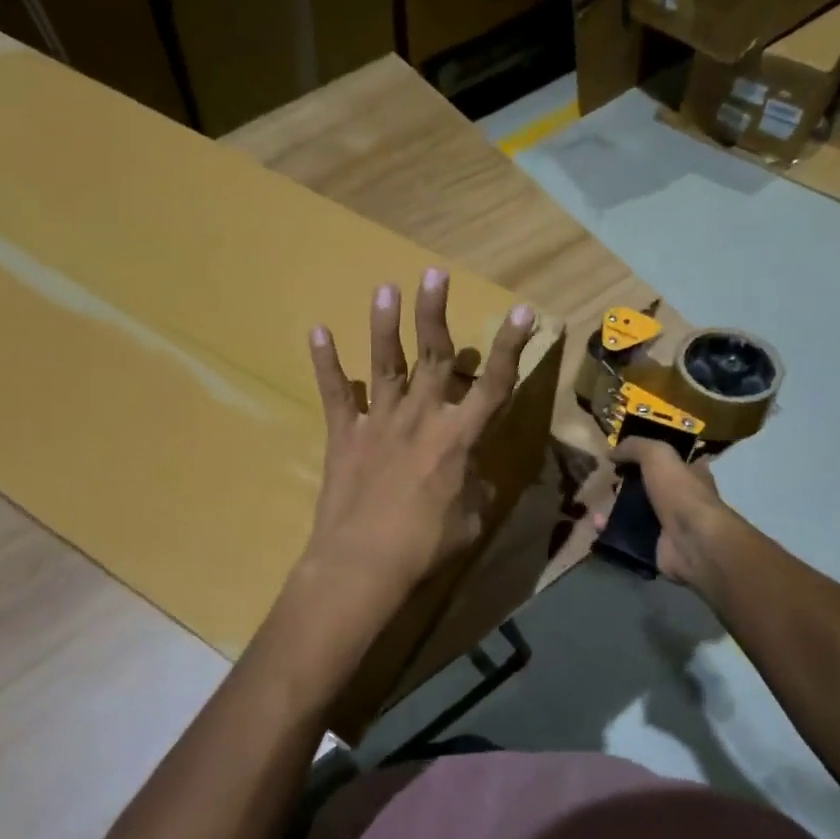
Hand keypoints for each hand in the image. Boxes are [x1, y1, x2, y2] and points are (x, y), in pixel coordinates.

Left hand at [301, 268, 535, 611]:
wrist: (363, 564)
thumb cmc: (426, 547)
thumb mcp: (471, 522)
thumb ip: (478, 490)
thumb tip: (480, 477)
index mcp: (460, 437)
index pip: (494, 384)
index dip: (510, 347)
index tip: (522, 313)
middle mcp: (422, 417)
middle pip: (435, 355)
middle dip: (436, 312)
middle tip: (434, 274)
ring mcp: (379, 422)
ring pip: (386, 363)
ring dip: (385, 324)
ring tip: (385, 287)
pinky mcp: (344, 435)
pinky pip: (335, 394)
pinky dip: (325, 363)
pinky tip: (317, 331)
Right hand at [593, 438, 732, 589]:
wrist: (692, 542)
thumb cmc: (680, 492)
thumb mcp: (658, 455)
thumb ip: (635, 447)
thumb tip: (611, 451)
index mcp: (691, 474)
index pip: (671, 460)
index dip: (649, 455)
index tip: (623, 454)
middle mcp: (683, 498)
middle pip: (650, 486)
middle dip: (627, 482)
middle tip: (604, 477)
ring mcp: (669, 525)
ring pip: (636, 511)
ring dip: (615, 506)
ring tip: (594, 498)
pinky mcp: (655, 546)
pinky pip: (627, 535)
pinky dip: (611, 529)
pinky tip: (596, 522)